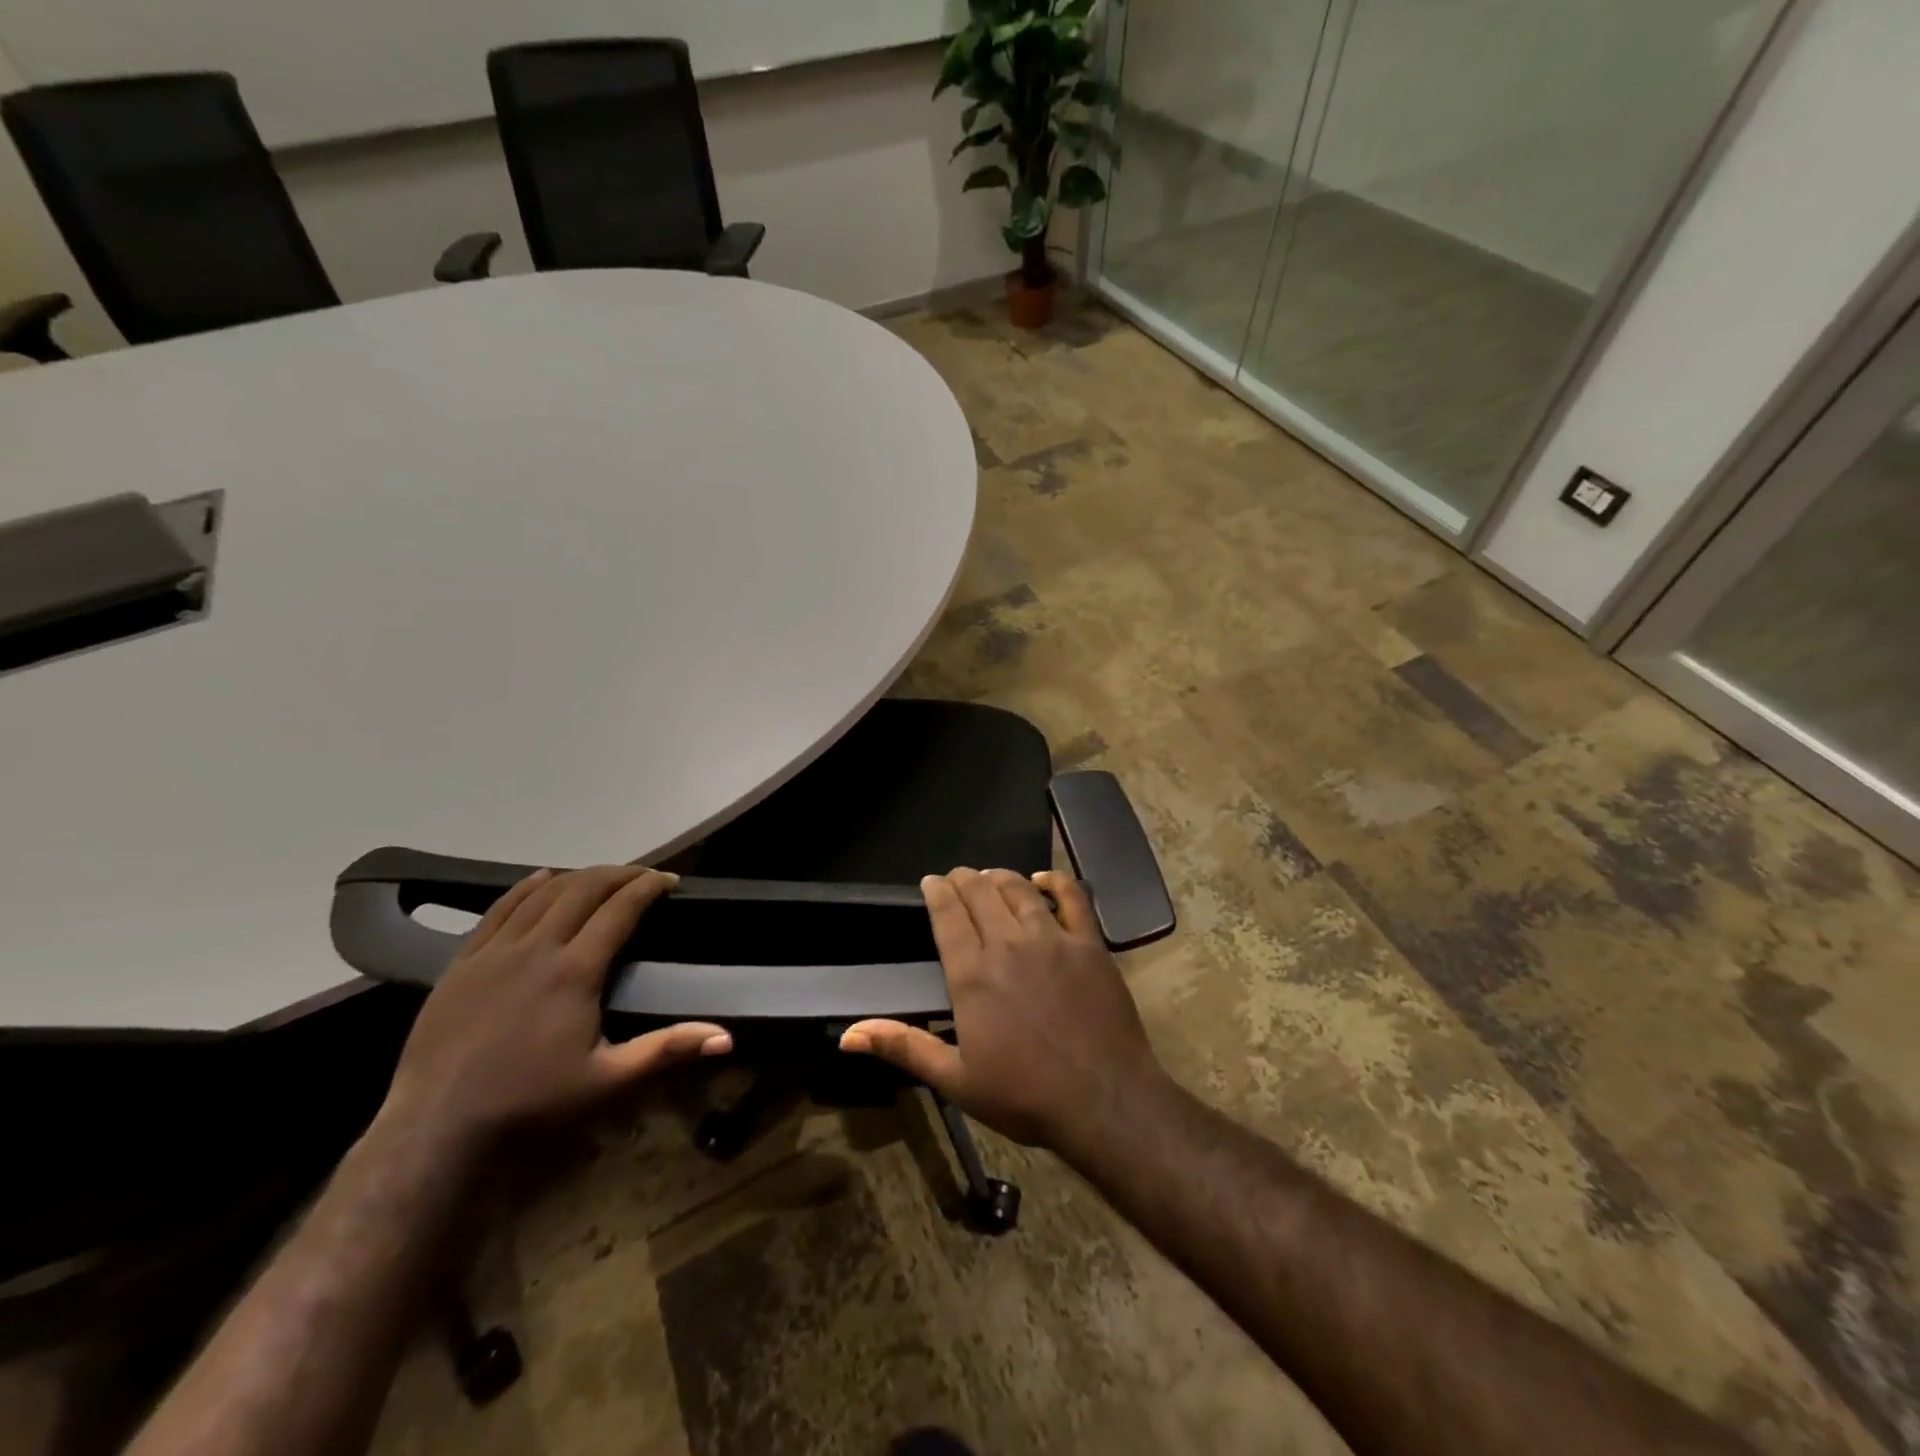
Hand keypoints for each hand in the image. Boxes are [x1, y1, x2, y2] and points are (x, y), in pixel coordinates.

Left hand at [383, 865, 730, 1153]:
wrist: (436, 1127)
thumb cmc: (531, 1102)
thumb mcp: (609, 1081)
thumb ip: (667, 1049)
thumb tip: (727, 1038)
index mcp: (576, 971)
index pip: (620, 909)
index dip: (648, 887)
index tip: (668, 880)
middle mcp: (537, 947)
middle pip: (584, 890)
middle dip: (618, 874)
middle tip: (642, 875)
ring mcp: (495, 950)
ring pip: (543, 893)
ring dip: (578, 876)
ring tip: (601, 876)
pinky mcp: (463, 961)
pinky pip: (499, 908)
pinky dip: (526, 886)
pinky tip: (541, 878)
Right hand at [839, 868, 1170, 1155]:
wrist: (1102, 1100)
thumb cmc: (1025, 1095)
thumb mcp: (956, 1079)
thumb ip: (904, 1046)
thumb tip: (848, 1034)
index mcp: (972, 974)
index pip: (948, 915)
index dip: (937, 892)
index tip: (930, 882)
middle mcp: (1008, 944)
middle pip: (980, 894)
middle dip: (963, 879)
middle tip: (955, 877)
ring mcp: (1052, 939)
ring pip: (1019, 890)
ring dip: (999, 877)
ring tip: (989, 876)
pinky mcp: (1089, 944)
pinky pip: (1072, 898)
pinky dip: (1055, 882)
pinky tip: (1042, 880)